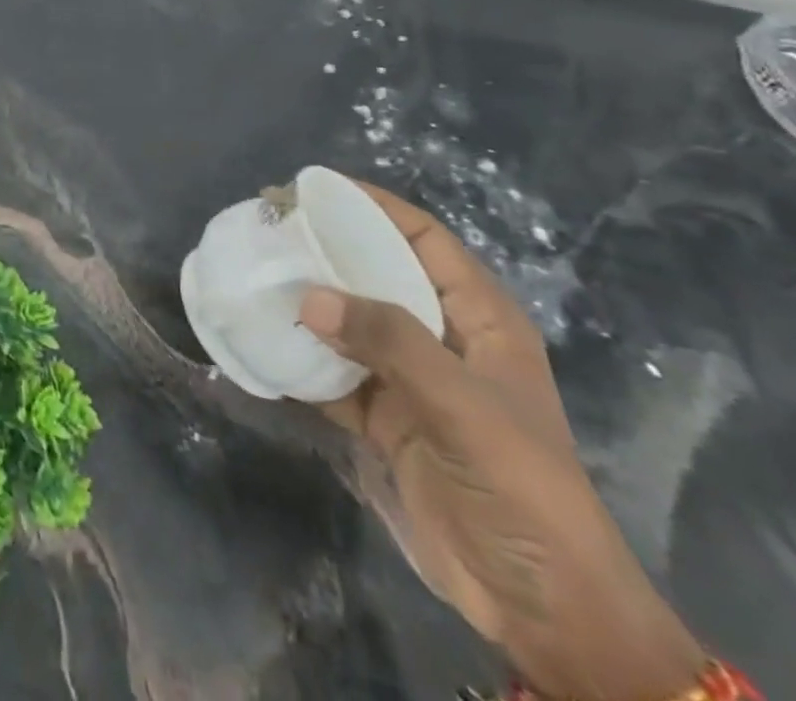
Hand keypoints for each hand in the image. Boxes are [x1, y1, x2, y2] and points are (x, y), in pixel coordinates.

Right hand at [299, 182, 705, 700]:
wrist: (542, 608)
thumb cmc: (523, 490)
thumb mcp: (464, 408)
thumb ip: (389, 343)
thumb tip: (308, 296)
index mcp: (479, 319)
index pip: (423, 239)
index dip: (372, 206)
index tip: (311, 189)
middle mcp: (441, 337)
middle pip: (376, 273)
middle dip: (324, 250)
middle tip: (266, 229)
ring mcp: (409, 378)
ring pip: (348, 320)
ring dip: (305, 301)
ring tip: (253, 274)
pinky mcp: (382, 416)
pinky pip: (331, 372)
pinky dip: (299, 357)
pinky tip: (261, 340)